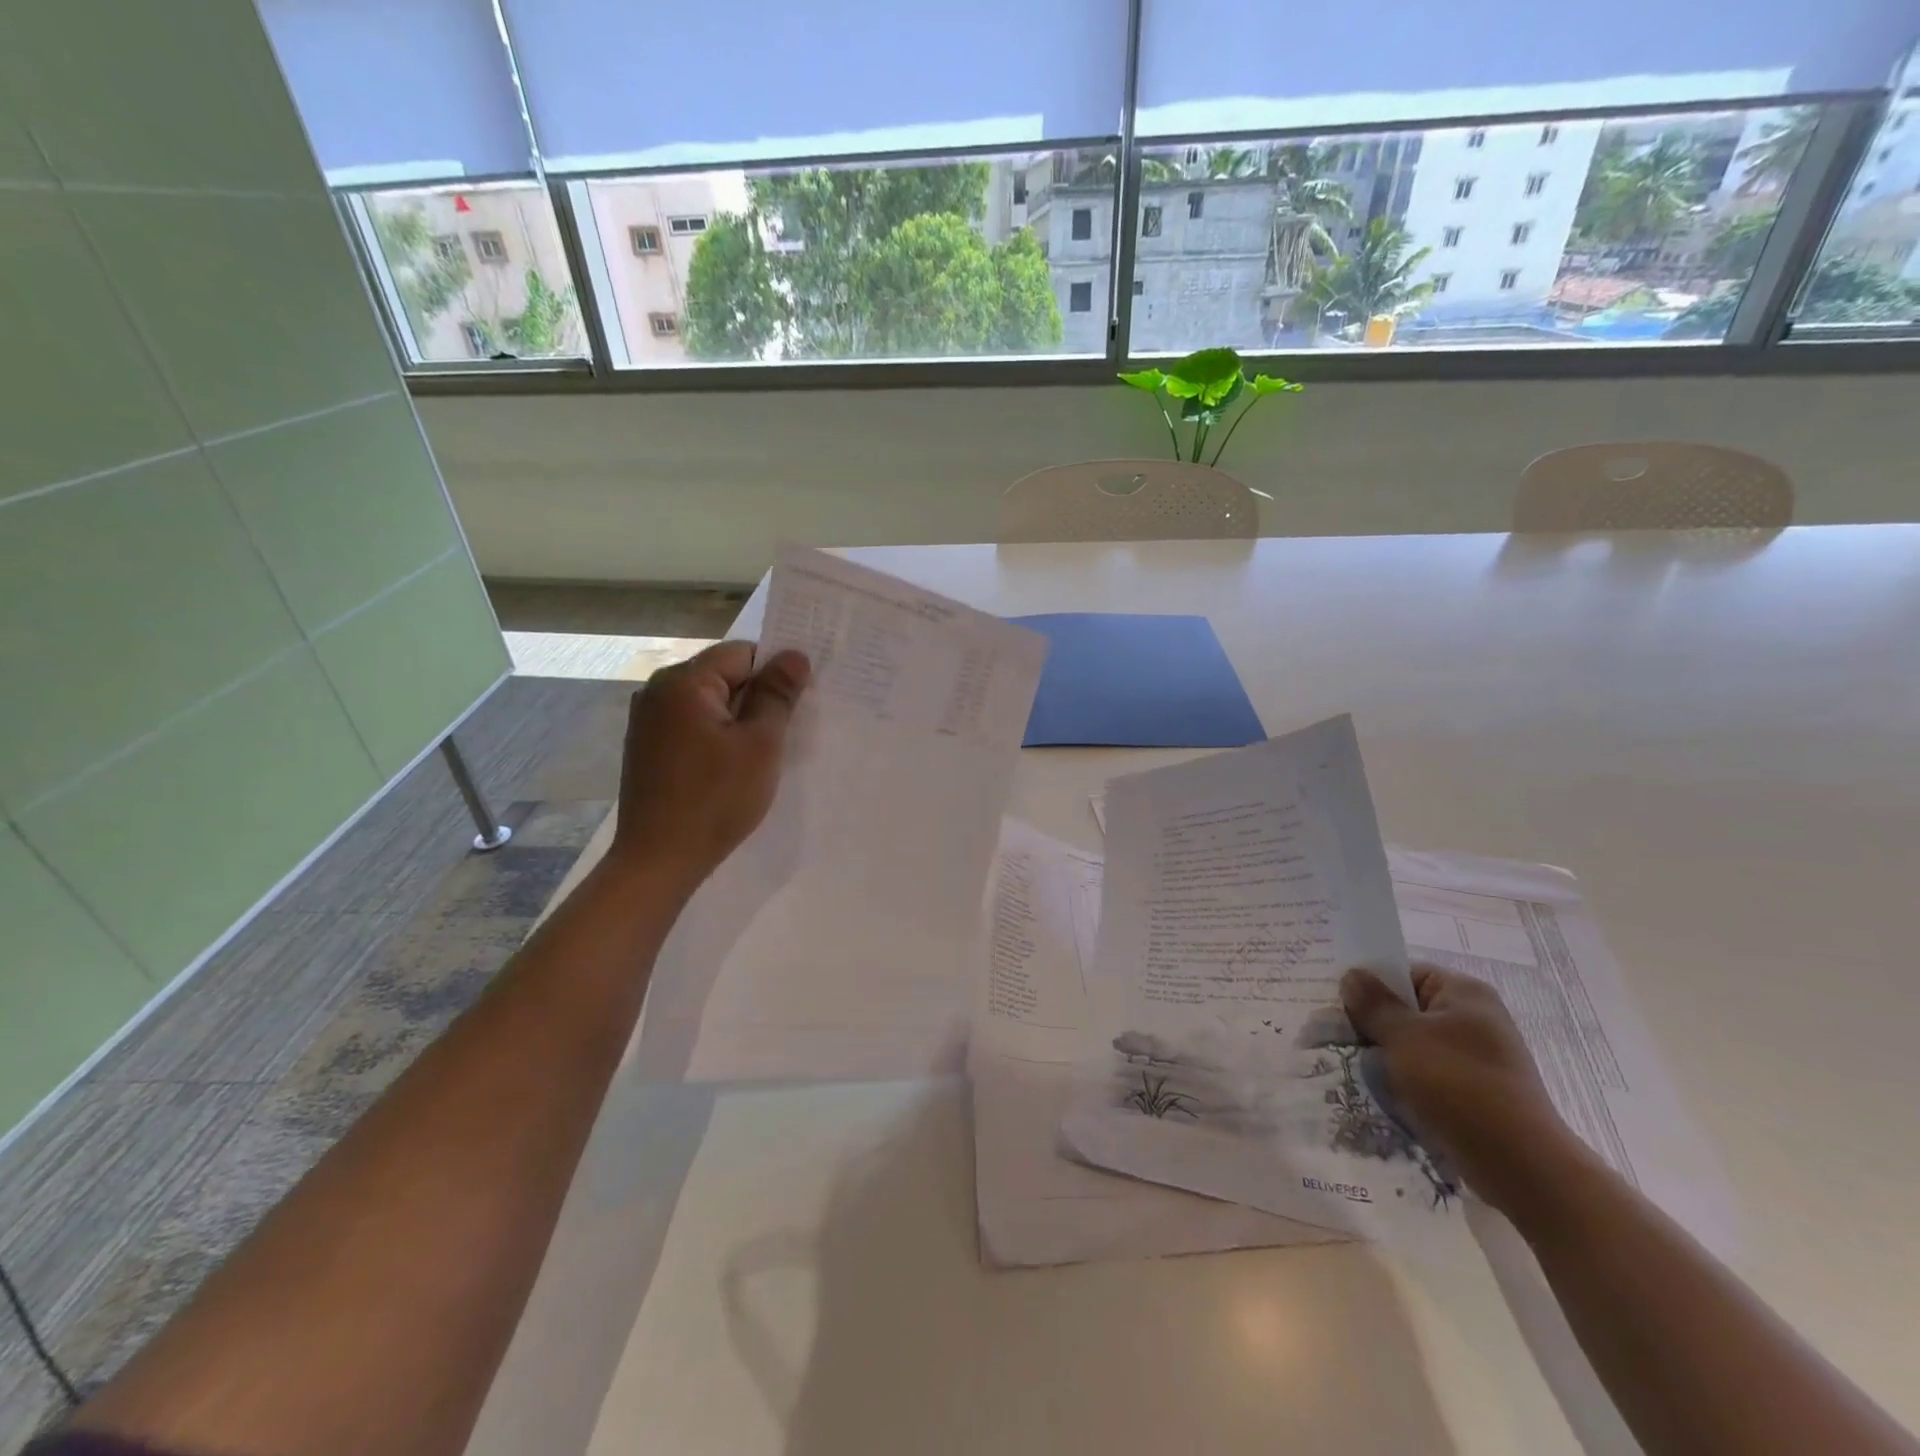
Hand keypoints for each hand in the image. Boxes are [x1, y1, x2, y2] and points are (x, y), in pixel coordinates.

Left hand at [607, 641, 810, 894]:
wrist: (658, 860)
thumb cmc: (716, 799)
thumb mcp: (760, 744)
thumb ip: (777, 694)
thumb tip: (795, 655)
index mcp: (683, 682)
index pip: (742, 653)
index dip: (774, 673)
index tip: (796, 705)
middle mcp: (657, 690)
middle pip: (723, 675)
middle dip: (756, 697)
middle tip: (785, 731)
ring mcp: (647, 719)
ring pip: (709, 702)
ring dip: (737, 719)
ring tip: (759, 753)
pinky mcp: (646, 746)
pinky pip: (691, 724)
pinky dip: (716, 736)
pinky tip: (729, 767)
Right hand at [1342, 964, 1579, 1216]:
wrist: (1521, 1165)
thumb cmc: (1459, 1085)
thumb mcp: (1405, 1037)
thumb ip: (1374, 1004)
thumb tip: (1352, 975)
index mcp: (1464, 992)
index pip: (1404, 973)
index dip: (1369, 984)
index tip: (1335, 1001)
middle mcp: (1475, 1017)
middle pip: (1409, 1007)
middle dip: (1373, 1021)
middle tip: (1335, 1032)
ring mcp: (1477, 1055)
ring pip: (1415, 1042)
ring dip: (1386, 1052)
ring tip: (1352, 1062)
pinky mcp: (1475, 1088)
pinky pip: (1429, 1070)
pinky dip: (1405, 1076)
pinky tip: (1381, 1088)